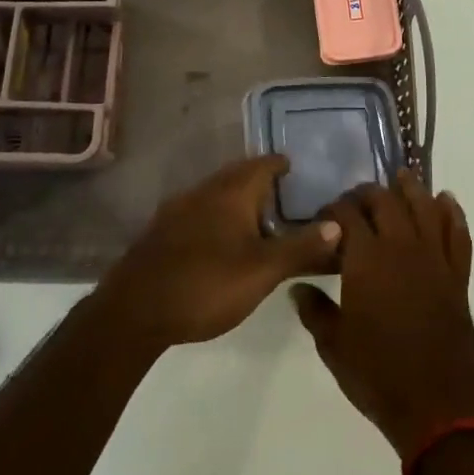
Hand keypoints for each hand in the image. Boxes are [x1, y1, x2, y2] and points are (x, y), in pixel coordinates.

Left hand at [97, 155, 338, 348]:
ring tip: (256, 220)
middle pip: (238, 175)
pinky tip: (219, 241)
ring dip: (236, 200)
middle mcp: (205, 190)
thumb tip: (338, 224)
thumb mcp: (263, 270)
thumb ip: (301, 247)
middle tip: (282, 196)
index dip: (281, 165)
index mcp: (232, 191)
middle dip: (260, 181)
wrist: (134, 310)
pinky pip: (198, 212)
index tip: (297, 171)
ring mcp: (179, 209)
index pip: (263, 164)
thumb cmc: (206, 284)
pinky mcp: (162, 232)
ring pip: (216, 193)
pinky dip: (216, 217)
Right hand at [292, 171, 473, 458]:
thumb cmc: (378, 375)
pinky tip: (446, 201)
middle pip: (385, 201)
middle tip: (356, 199)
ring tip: (401, 178)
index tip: (324, 214)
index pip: (347, 215)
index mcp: (366, 258)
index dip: (334, 208)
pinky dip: (452, 213)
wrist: (438, 406)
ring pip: (424, 207)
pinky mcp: (457, 275)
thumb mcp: (334, 346)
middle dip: (367, 193)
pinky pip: (458, 234)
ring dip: (411, 189)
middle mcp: (401, 246)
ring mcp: (434, 257)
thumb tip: (297, 286)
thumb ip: (314, 310)